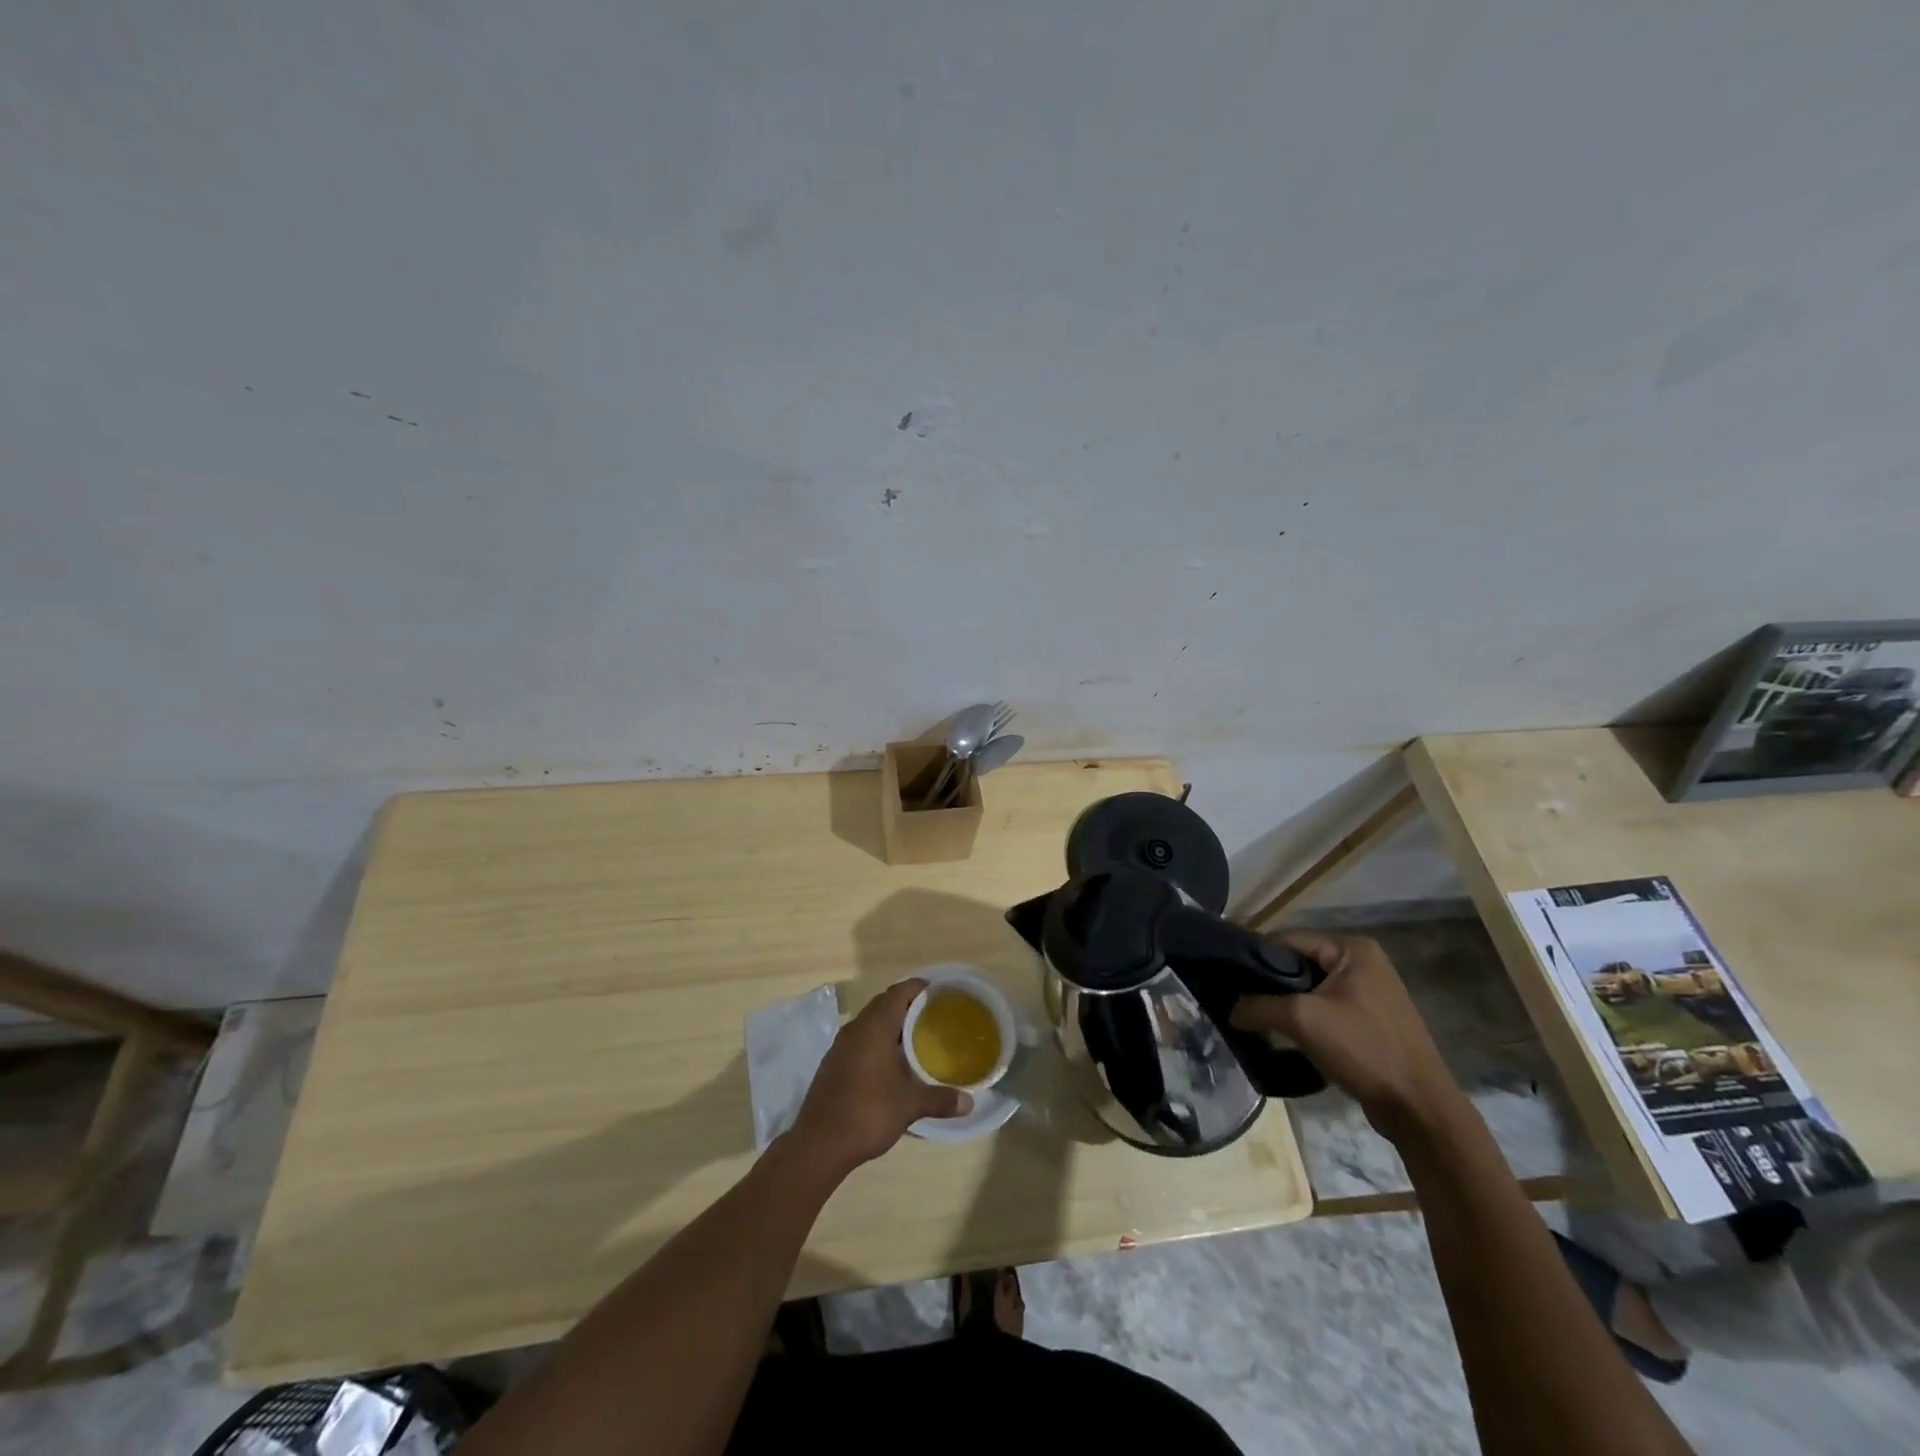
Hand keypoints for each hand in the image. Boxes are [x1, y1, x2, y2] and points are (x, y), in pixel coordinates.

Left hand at [788, 979, 970, 1174]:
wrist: (819, 1144)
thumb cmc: (867, 1113)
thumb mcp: (909, 1106)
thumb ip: (940, 1099)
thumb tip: (970, 1103)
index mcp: (874, 1026)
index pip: (899, 992)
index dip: (920, 988)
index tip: (941, 993)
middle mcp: (856, 1028)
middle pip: (884, 1003)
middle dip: (908, 1004)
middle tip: (935, 1015)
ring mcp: (841, 1045)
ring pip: (871, 1021)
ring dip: (892, 1023)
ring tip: (918, 1036)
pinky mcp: (834, 1062)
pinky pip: (861, 1038)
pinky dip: (878, 1040)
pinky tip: (892, 1061)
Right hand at [1230, 931, 1461, 1139]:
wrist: (1419, 1109)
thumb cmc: (1363, 1049)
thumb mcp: (1302, 1020)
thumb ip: (1259, 1006)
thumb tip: (1230, 1009)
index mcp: (1353, 949)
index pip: (1290, 939)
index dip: (1256, 956)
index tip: (1230, 977)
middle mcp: (1364, 963)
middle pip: (1300, 963)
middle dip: (1271, 983)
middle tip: (1241, 1000)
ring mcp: (1371, 993)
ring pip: (1312, 988)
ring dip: (1287, 1003)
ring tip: (1259, 1019)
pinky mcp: (1372, 1021)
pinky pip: (1327, 1008)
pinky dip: (1306, 1019)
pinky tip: (1287, 1036)